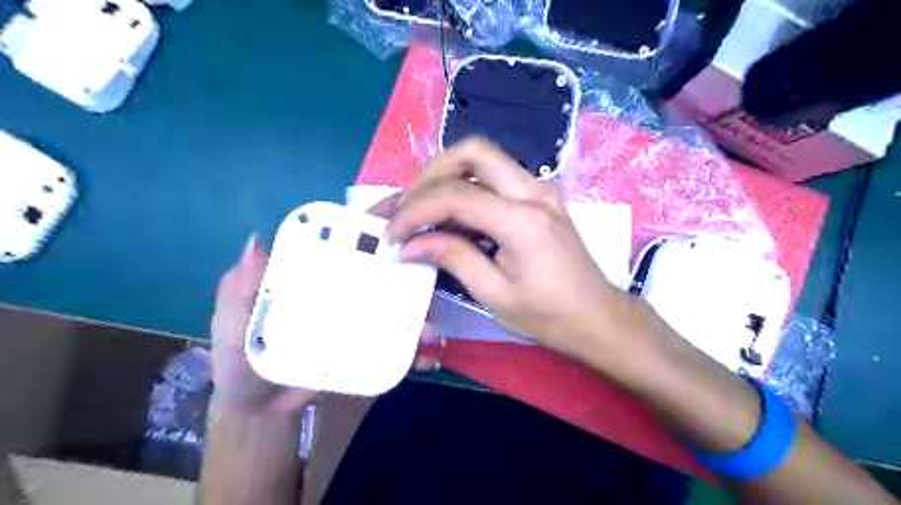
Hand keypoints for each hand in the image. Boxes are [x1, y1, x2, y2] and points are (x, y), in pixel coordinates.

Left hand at [205, 223, 439, 414]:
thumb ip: (240, 288)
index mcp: (313, 278)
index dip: (369, 225)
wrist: (260, 410)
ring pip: (396, 308)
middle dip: (410, 264)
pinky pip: (395, 348)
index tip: (399, 212)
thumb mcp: (232, 321)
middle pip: (380, 272)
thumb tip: (257, 240)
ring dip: (419, 311)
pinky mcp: (367, 351)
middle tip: (429, 265)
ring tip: (431, 324)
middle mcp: (343, 294)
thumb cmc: (240, 362)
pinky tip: (427, 357)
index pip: (343, 244)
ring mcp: (358, 323)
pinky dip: (414, 352)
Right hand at [387, 136, 647, 360]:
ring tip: (420, 207)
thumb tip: (410, 244)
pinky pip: (495, 178)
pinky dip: (465, 187)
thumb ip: (453, 258)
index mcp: (523, 221)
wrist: (598, 316)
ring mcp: (540, 190)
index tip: (392, 234)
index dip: (416, 211)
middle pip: (473, 152)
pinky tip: (449, 214)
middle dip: (430, 173)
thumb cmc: (550, 316)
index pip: (456, 196)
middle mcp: (533, 192)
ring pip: (484, 159)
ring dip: (446, 176)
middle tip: (406, 204)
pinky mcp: (540, 198)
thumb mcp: (495, 295)